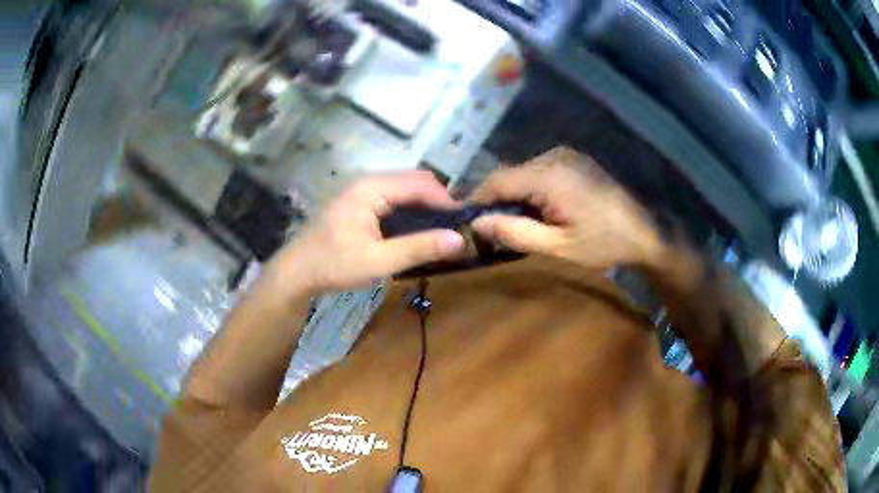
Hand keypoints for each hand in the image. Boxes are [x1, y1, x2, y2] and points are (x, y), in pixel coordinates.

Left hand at [272, 171, 465, 292]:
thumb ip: (418, 248)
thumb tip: (458, 240)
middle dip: (437, 201)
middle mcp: (369, 182)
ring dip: (425, 206)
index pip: (420, 184)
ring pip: (405, 190)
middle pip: (414, 182)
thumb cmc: (334, 264)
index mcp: (373, 188)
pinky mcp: (361, 203)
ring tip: (442, 230)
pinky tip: (418, 230)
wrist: (298, 272)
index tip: (465, 223)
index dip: (446, 201)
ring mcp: (363, 191)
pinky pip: (394, 199)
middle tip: (455, 228)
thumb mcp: (379, 260)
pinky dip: (411, 211)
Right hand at [471, 147, 663, 270]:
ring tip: (515, 221)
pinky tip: (538, 209)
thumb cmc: (603, 243)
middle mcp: (553, 157)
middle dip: (497, 199)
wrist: (644, 233)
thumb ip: (515, 233)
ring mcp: (566, 156)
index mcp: (548, 176)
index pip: (497, 179)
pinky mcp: (574, 161)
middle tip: (492, 227)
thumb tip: (477, 223)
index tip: (465, 218)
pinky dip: (531, 189)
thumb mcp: (558, 247)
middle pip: (510, 174)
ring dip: (514, 194)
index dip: (477, 198)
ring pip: (524, 172)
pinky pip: (540, 171)